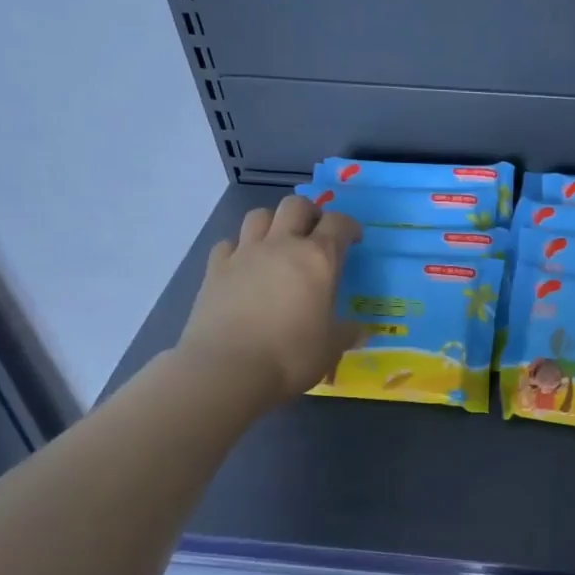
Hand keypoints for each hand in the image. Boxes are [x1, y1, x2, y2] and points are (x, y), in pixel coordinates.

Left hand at [176, 197, 361, 410]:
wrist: (228, 368)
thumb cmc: (291, 356)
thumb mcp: (331, 348)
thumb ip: (347, 332)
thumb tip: (360, 330)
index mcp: (318, 259)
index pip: (338, 223)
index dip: (349, 226)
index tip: (354, 239)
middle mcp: (281, 245)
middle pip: (295, 205)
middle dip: (310, 213)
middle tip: (316, 233)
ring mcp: (244, 254)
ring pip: (259, 215)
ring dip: (273, 222)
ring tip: (279, 243)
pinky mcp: (215, 269)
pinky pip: (229, 243)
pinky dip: (239, 247)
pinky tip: (245, 266)